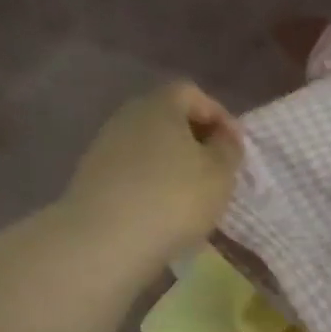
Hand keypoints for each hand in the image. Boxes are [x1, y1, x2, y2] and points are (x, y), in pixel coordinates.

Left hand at [59, 82, 243, 272]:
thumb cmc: (175, 197)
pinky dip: (155, 181)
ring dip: (176, 162)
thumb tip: (224, 137)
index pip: (192, 93)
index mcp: (160, 106)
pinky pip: (135, 169)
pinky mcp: (95, 176)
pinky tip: (167, 208)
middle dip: (196, 138)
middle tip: (218, 168)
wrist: (107, 239)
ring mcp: (106, 146)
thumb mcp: (221, 173)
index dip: (219, 114)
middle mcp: (128, 117)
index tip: (235, 146)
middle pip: (168, 116)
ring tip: (196, 193)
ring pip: (151, 144)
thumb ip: (229, 148)